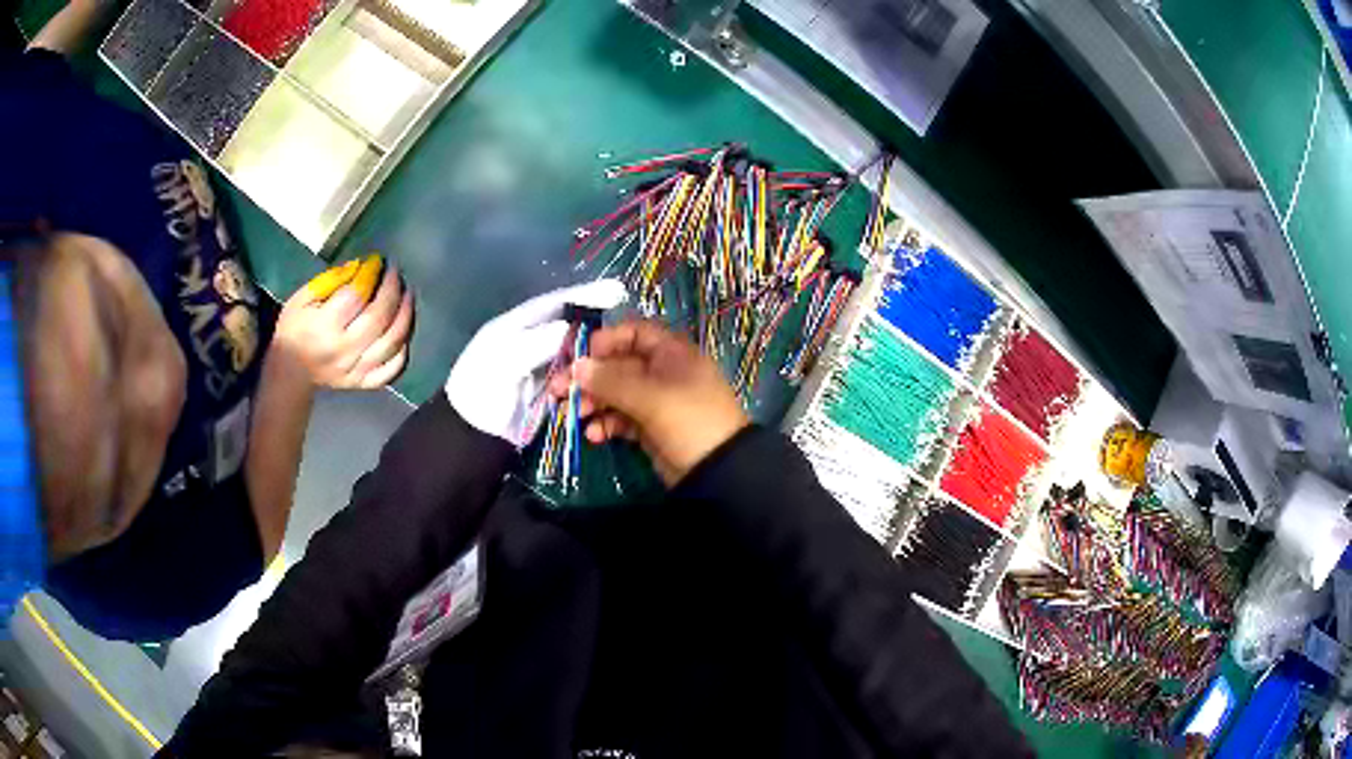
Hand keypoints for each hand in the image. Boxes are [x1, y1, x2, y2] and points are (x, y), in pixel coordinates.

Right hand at [274, 262, 413, 388]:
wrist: (290, 374)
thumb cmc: (294, 330)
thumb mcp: (301, 299)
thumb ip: (329, 281)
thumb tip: (360, 266)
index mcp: (325, 327)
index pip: (357, 296)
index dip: (372, 274)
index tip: (378, 260)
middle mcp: (343, 351)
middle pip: (378, 317)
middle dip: (392, 290)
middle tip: (396, 273)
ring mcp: (355, 371)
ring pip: (390, 343)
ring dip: (404, 316)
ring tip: (408, 295)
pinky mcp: (362, 383)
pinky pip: (390, 371)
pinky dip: (401, 352)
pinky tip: (403, 332)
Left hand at [445, 279, 627, 443]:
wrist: (473, 436)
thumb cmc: (483, 390)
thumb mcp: (507, 359)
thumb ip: (538, 342)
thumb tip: (571, 327)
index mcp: (515, 325)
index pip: (554, 303)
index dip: (583, 295)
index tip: (615, 290)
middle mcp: (530, 341)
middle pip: (568, 328)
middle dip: (594, 329)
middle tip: (623, 330)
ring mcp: (540, 367)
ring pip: (575, 355)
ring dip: (594, 359)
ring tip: (619, 359)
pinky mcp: (548, 392)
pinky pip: (574, 381)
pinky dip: (588, 382)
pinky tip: (605, 384)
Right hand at [563, 319, 748, 485]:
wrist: (717, 471)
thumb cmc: (689, 420)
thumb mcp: (650, 397)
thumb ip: (611, 381)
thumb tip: (576, 367)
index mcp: (671, 353)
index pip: (634, 333)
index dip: (606, 340)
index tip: (581, 356)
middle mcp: (663, 372)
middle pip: (618, 365)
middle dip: (589, 378)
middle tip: (559, 391)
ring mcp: (656, 401)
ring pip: (616, 393)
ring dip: (593, 402)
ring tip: (573, 415)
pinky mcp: (650, 427)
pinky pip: (621, 418)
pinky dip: (606, 424)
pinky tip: (594, 435)